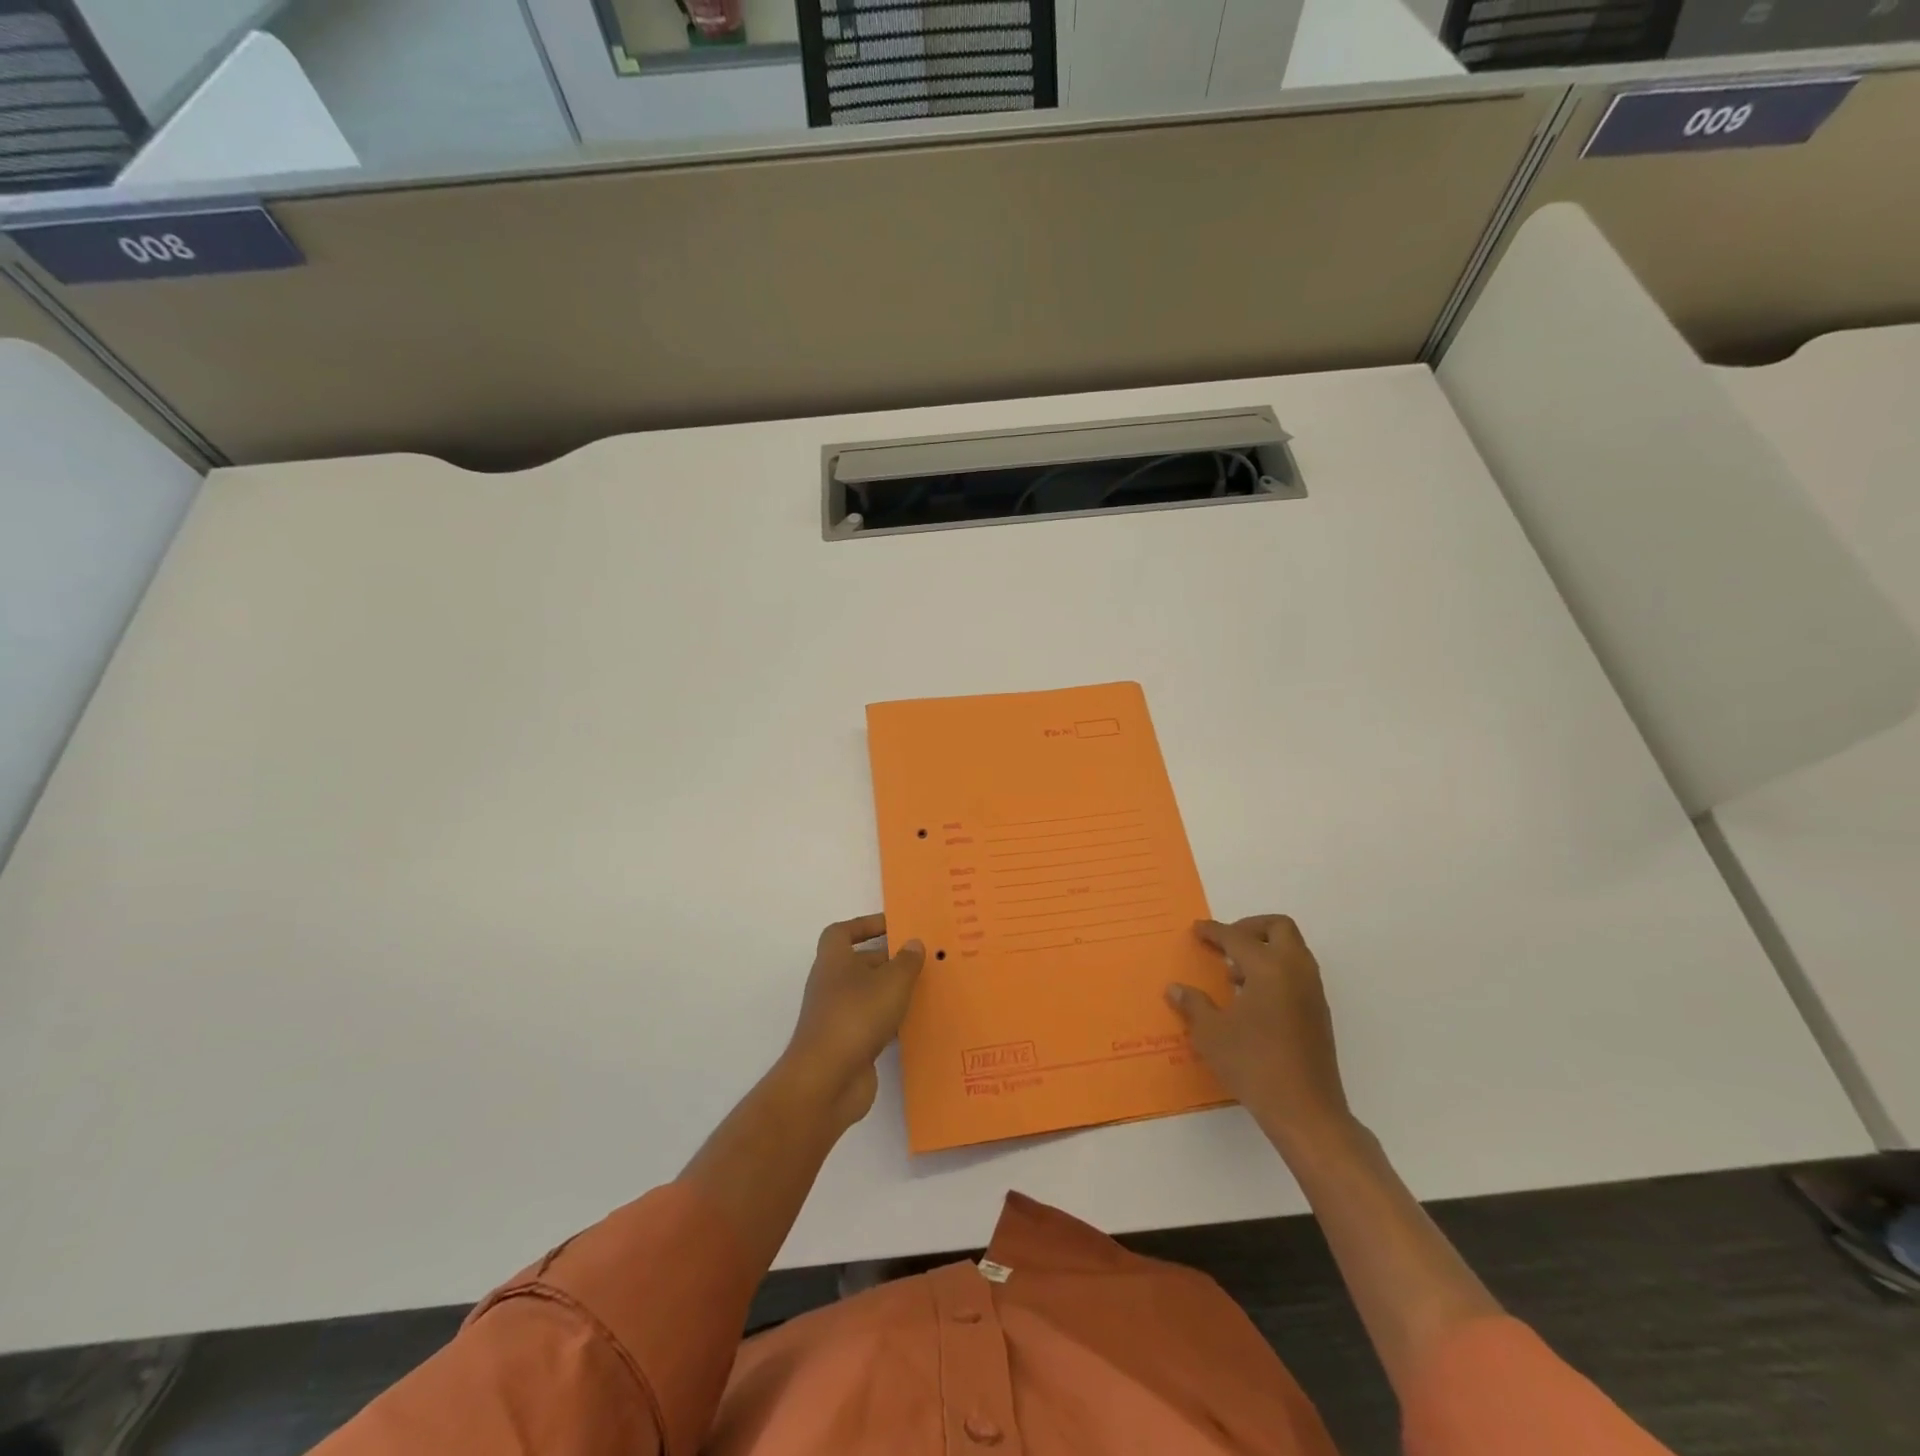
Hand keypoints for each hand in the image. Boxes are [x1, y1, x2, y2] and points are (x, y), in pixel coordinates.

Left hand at [783, 914, 924, 1128]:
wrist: (827, 1081)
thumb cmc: (857, 1016)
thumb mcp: (891, 982)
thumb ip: (906, 961)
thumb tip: (913, 943)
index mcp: (834, 961)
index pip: (842, 932)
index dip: (865, 925)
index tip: (893, 927)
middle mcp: (832, 985)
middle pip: (860, 963)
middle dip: (889, 960)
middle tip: (923, 959)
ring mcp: (838, 1016)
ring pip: (869, 995)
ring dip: (893, 992)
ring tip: (926, 989)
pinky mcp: (848, 1045)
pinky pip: (873, 1024)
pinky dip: (892, 1021)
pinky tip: (917, 1023)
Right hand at [1167, 916, 1351, 1150]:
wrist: (1306, 1111)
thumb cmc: (1254, 1065)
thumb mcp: (1211, 1034)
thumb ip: (1194, 1004)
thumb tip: (1176, 989)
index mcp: (1269, 968)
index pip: (1237, 937)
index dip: (1213, 931)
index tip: (1196, 930)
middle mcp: (1295, 971)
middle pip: (1278, 928)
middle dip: (1250, 928)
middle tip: (1225, 944)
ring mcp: (1312, 992)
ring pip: (1292, 950)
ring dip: (1264, 950)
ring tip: (1233, 976)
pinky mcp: (1318, 1013)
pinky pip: (1297, 974)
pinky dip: (1275, 972)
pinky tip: (1252, 1000)